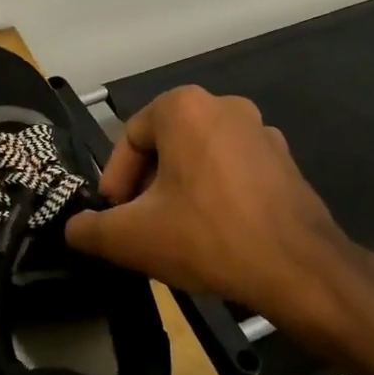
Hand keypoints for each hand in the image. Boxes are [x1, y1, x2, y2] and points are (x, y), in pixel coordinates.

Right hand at [64, 86, 373, 344]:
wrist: (299, 269)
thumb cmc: (208, 236)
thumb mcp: (131, 237)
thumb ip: (89, 229)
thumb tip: (73, 228)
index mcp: (184, 107)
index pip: (129, 139)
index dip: (116, 182)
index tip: (116, 218)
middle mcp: (224, 105)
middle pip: (164, 146)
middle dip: (147, 187)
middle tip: (142, 227)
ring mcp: (261, 131)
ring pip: (199, 159)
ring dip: (180, 191)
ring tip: (177, 234)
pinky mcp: (285, 160)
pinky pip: (233, 171)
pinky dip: (215, 195)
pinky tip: (216, 234)